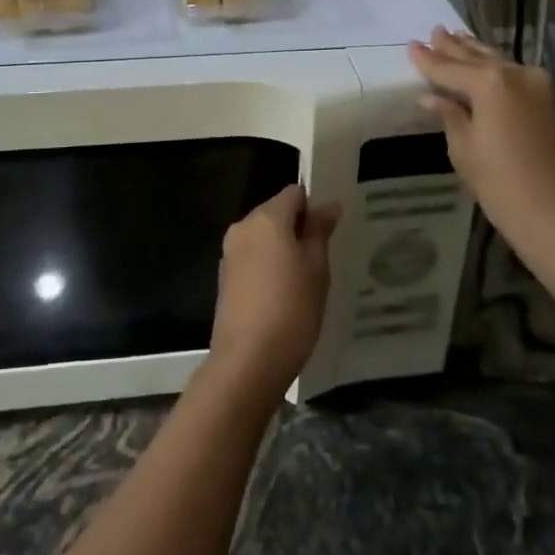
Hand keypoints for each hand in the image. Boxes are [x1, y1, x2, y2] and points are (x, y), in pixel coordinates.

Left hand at [209, 184, 339, 394]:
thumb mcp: (317, 268)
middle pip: (276, 213)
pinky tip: (283, 295)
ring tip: (305, 280)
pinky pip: (252, 259)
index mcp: (266, 218)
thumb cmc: (292, 308)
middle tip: (321, 259)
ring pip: (263, 238)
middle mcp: (242, 227)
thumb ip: (319, 230)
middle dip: (297, 229)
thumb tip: (328, 204)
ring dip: (283, 249)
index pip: (294, 194)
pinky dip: (268, 267)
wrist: (248, 361)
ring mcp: (229, 253)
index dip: (314, 207)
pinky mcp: (225, 278)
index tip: (329, 233)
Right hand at [408, 28, 554, 264]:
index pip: (450, 69)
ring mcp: (542, 87)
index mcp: (491, 83)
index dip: (428, 60)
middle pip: (478, 58)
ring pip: (501, 63)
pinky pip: (518, 76)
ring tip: (458, 37)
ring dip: (478, 52)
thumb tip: (431, 98)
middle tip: (435, 31)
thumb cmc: (504, 186)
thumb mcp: (465, 151)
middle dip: (454, 47)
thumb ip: (449, 116)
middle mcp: (518, 74)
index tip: (411, 45)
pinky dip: (498, 69)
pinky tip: (488, 66)